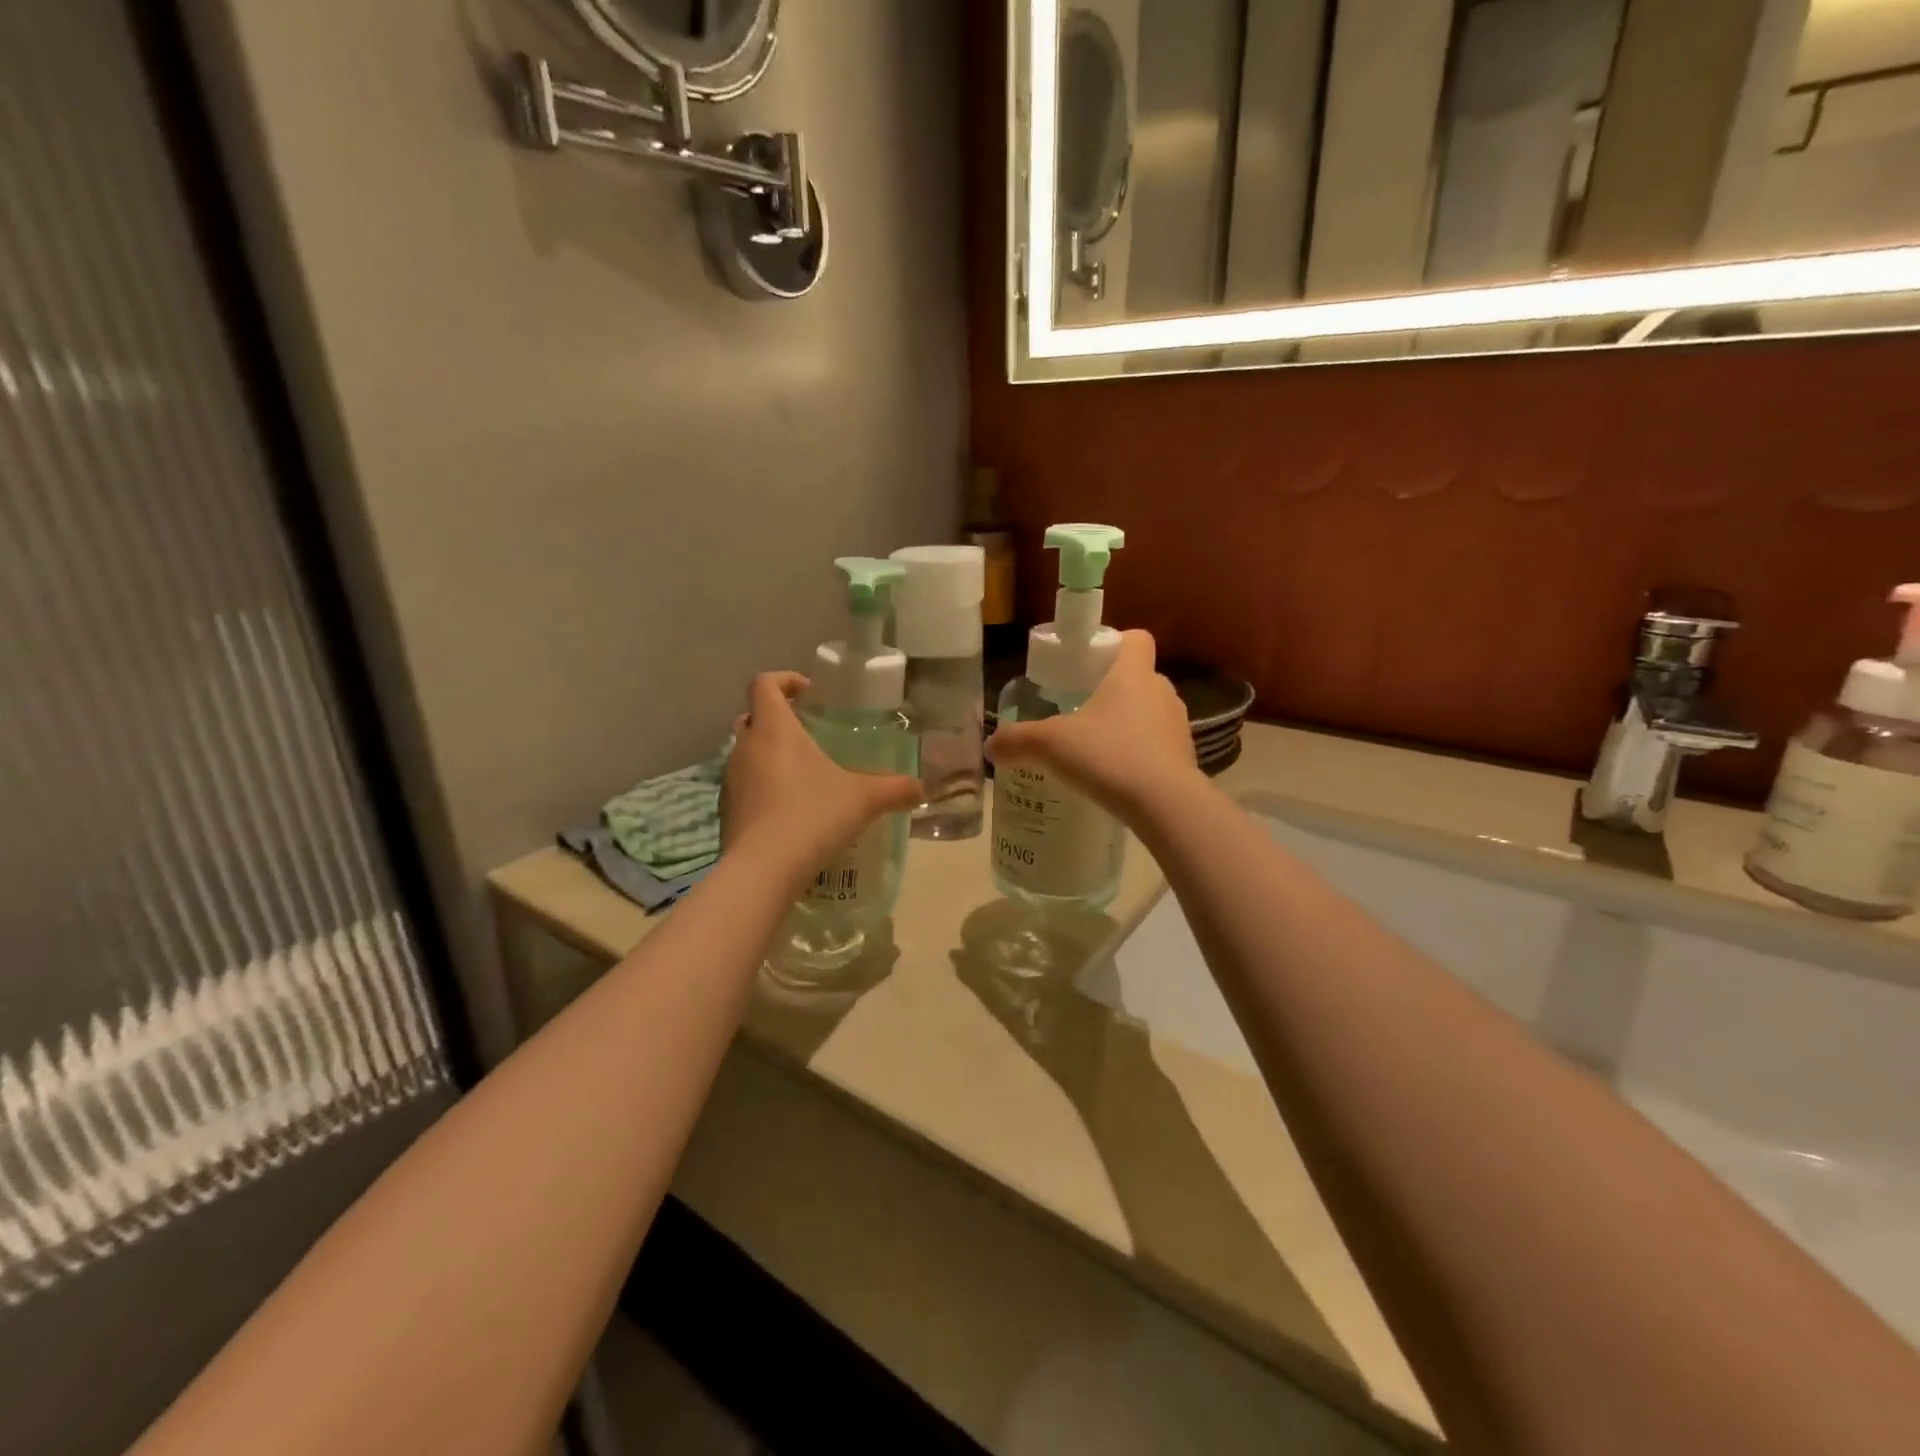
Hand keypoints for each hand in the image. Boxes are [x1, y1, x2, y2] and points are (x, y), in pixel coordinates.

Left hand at [721, 672, 921, 875]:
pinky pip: (743, 787)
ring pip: (745, 754)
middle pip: (752, 717)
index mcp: (775, 729)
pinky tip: (788, 812)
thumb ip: (895, 789)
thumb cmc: (813, 816)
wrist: (764, 870)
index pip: (764, 684)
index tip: (809, 694)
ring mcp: (730, 780)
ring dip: (768, 756)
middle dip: (776, 719)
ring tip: (802, 777)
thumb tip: (920, 788)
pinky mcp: (726, 811)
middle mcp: (745, 747)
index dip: (785, 680)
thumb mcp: (864, 799)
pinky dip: (762, 789)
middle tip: (808, 735)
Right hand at [986, 630, 1198, 821]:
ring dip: (1128, 725)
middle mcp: (1162, 692)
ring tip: (1098, 749)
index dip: (1115, 643)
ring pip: (1151, 713)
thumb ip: (1018, 741)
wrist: (1166, 805)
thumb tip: (991, 745)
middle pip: (1139, 677)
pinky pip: (1159, 747)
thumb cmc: (1109, 756)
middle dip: (1113, 691)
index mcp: (1133, 674)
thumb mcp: (1050, 746)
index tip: (1090, 663)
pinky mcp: (1186, 759)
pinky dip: (1141, 755)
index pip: (1136, 639)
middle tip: (1082, 710)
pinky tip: (1117, 777)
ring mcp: (1178, 726)